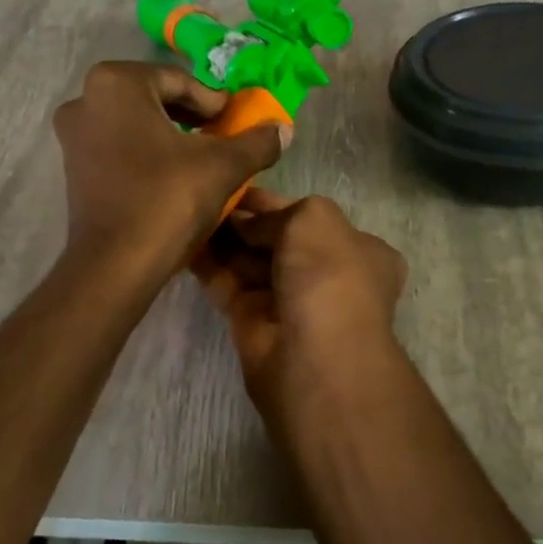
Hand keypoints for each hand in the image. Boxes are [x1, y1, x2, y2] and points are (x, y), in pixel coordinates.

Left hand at [54, 62, 287, 283]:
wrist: (116, 264)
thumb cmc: (167, 199)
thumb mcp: (224, 166)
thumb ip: (257, 141)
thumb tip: (284, 129)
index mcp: (116, 83)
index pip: (179, 82)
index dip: (214, 103)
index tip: (237, 123)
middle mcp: (86, 100)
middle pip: (154, 99)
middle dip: (192, 117)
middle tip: (223, 137)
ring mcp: (73, 137)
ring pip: (135, 124)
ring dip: (170, 136)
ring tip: (203, 159)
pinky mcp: (73, 169)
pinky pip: (118, 148)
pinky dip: (147, 154)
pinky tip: (173, 178)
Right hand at [190, 189, 406, 414]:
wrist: (315, 357)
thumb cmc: (328, 275)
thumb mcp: (314, 218)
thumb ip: (277, 212)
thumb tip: (246, 223)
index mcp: (358, 250)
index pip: (311, 218)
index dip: (275, 203)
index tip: (237, 187)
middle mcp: (327, 276)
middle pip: (278, 240)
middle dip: (245, 222)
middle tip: (207, 198)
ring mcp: (290, 302)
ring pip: (251, 264)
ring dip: (223, 241)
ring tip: (189, 213)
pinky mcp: (254, 324)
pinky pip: (228, 287)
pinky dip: (209, 267)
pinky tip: (184, 243)